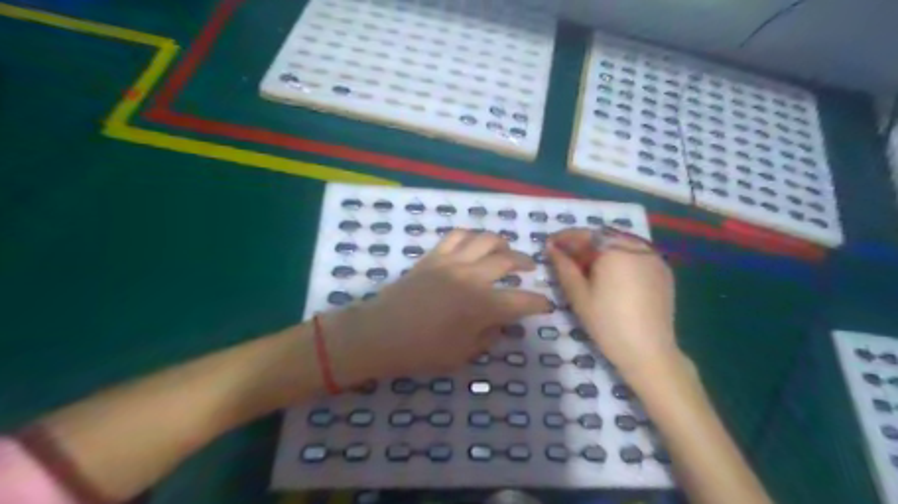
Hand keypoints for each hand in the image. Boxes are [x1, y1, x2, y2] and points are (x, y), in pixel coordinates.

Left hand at [320, 230, 551, 382]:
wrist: (380, 333)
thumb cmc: (421, 351)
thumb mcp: (462, 354)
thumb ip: (488, 337)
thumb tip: (501, 324)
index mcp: (482, 305)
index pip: (522, 301)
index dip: (538, 303)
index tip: (545, 305)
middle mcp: (472, 277)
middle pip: (507, 260)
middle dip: (524, 263)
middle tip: (529, 269)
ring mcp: (452, 262)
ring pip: (485, 240)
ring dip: (501, 243)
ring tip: (506, 250)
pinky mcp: (433, 256)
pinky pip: (456, 236)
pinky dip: (470, 236)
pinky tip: (474, 243)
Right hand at [548, 229, 680, 377]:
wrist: (649, 352)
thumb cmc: (607, 322)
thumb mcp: (578, 294)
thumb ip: (564, 266)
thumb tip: (551, 247)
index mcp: (615, 249)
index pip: (586, 234)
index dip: (566, 237)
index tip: (550, 244)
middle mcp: (638, 247)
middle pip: (605, 237)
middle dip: (584, 244)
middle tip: (565, 257)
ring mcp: (654, 258)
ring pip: (622, 244)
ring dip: (602, 250)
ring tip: (586, 267)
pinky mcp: (663, 272)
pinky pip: (636, 255)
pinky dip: (620, 258)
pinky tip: (610, 275)